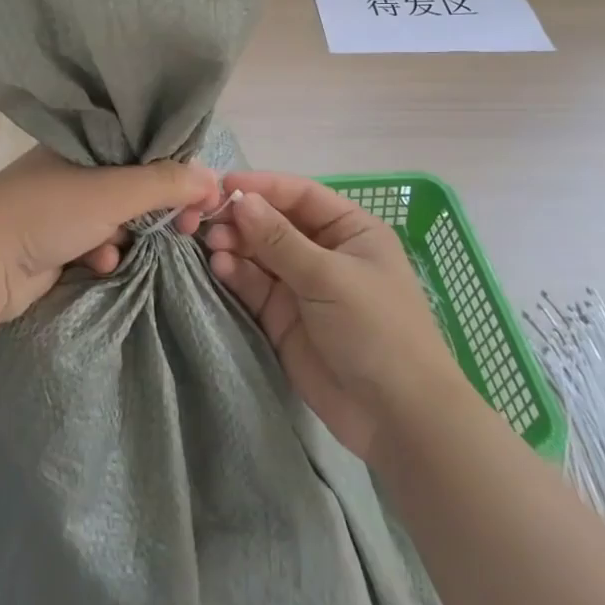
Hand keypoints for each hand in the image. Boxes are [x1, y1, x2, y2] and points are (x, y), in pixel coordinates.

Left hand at [0, 147, 221, 322]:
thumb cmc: (47, 213)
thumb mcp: (113, 192)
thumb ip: (164, 184)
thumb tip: (213, 180)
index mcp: (84, 140)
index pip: (144, 145)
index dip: (177, 168)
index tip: (202, 197)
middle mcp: (74, 166)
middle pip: (135, 182)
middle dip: (159, 207)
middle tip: (186, 228)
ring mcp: (62, 204)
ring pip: (118, 215)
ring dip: (130, 233)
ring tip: (132, 248)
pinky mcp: (56, 239)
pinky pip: (97, 241)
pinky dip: (103, 252)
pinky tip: (98, 262)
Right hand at [204, 172, 464, 459]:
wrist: (396, 418)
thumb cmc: (376, 329)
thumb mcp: (329, 277)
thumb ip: (280, 240)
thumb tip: (241, 200)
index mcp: (350, 230)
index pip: (299, 195)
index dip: (262, 187)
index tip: (223, 186)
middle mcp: (324, 252)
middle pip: (274, 223)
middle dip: (242, 219)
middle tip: (207, 220)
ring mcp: (302, 286)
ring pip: (259, 254)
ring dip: (235, 246)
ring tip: (212, 246)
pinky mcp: (283, 318)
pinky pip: (254, 286)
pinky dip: (236, 275)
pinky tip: (219, 268)